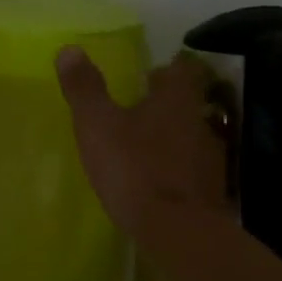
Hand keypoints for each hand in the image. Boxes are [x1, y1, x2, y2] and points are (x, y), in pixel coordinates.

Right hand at [56, 46, 230, 241]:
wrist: (178, 232)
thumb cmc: (135, 168)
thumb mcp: (98, 125)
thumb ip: (85, 88)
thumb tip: (70, 49)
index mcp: (176, 99)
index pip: (183, 68)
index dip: (169, 66)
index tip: (151, 72)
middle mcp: (200, 121)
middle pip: (188, 102)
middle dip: (166, 102)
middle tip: (139, 106)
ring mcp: (211, 158)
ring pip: (191, 135)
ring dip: (171, 136)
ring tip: (144, 145)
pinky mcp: (211, 191)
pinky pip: (192, 169)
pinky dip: (177, 168)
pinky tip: (157, 180)